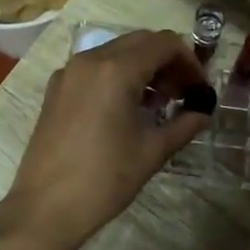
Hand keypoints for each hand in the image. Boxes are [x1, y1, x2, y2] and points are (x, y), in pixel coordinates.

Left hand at [7, 29, 209, 248]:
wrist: (46, 207)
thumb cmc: (105, 178)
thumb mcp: (153, 151)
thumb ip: (184, 124)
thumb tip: (203, 113)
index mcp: (116, 69)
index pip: (164, 43)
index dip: (189, 62)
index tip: (200, 89)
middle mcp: (90, 59)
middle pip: (140, 42)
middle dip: (167, 62)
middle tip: (183, 94)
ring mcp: (69, 72)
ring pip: (116, 52)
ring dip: (143, 68)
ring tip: (158, 105)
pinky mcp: (56, 89)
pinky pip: (95, 68)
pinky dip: (118, 76)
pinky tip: (127, 109)